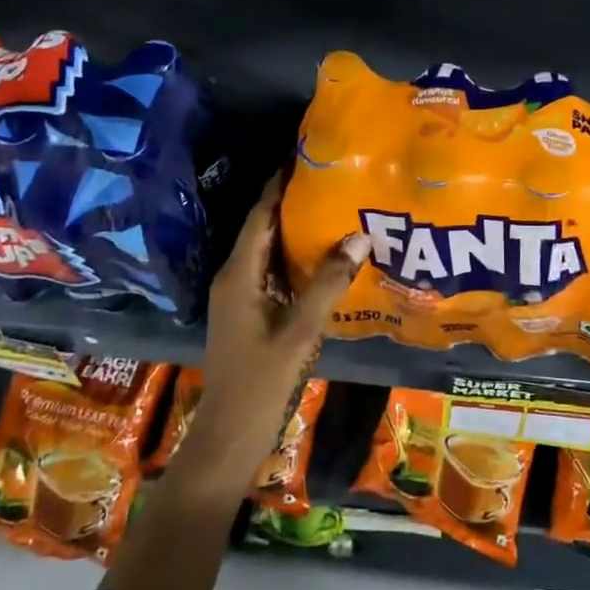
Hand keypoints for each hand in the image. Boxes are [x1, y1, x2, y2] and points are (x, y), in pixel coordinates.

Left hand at [173, 173, 371, 492]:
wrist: (230, 433)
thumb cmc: (262, 380)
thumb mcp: (300, 331)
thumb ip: (328, 283)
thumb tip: (359, 236)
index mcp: (239, 274)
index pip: (260, 215)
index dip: (279, 184)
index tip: (305, 156)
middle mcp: (235, 277)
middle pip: (264, 229)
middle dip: (293, 202)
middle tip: (332, 180)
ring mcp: (240, 297)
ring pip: (269, 252)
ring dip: (296, 231)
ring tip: (335, 209)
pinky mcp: (249, 313)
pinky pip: (273, 272)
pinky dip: (295, 259)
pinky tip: (325, 259)